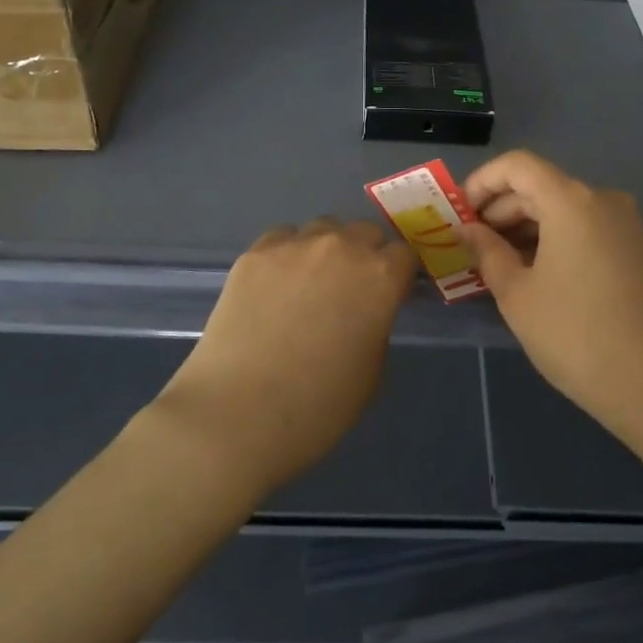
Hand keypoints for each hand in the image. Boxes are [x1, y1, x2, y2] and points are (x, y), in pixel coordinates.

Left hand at [154, 218, 416, 496]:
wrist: (238, 413)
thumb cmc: (318, 406)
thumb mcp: (372, 371)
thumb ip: (377, 324)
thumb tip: (366, 309)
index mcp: (380, 277)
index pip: (404, 255)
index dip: (398, 276)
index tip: (390, 295)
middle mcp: (341, 247)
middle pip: (364, 232)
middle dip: (365, 256)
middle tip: (350, 291)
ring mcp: (294, 245)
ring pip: (322, 230)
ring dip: (326, 250)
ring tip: (309, 285)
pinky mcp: (255, 253)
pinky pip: (282, 239)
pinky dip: (287, 255)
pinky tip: (274, 287)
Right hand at [461, 151, 642, 444]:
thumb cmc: (577, 336)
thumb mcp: (518, 295)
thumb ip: (487, 252)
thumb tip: (467, 230)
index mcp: (571, 200)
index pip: (516, 165)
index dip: (481, 182)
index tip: (458, 214)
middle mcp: (602, 200)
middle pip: (539, 186)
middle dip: (499, 210)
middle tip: (470, 247)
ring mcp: (625, 225)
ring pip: (562, 209)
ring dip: (525, 228)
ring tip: (497, 265)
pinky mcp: (637, 250)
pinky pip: (584, 228)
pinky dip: (553, 240)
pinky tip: (535, 275)